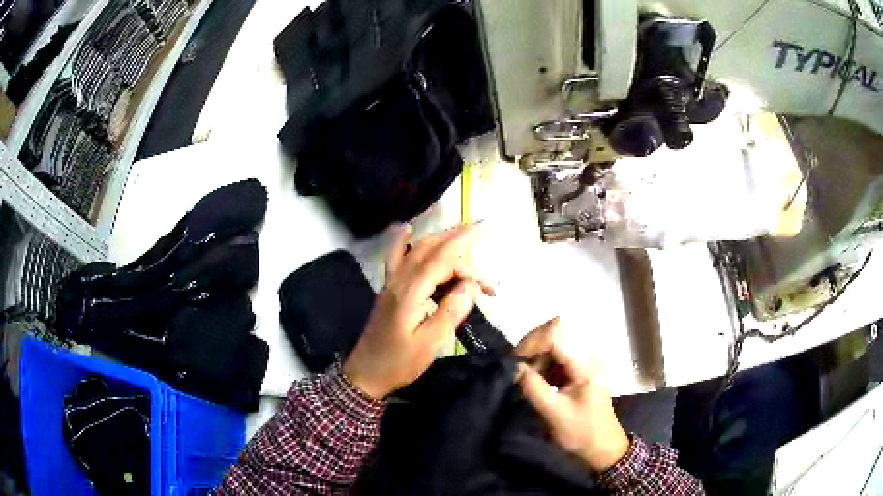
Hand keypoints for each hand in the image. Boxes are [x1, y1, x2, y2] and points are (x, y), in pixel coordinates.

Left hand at [344, 224, 493, 399]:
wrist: (365, 374)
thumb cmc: (398, 363)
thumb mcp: (430, 344)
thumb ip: (451, 311)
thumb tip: (472, 285)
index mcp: (411, 292)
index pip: (444, 261)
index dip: (469, 256)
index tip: (490, 263)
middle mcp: (399, 280)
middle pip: (430, 248)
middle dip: (457, 237)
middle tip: (483, 231)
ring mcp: (391, 283)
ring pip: (415, 249)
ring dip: (439, 237)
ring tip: (463, 232)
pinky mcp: (388, 290)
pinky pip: (394, 257)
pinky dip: (401, 241)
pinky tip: (405, 228)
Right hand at [515, 319, 630, 472]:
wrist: (603, 448)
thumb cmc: (581, 433)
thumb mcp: (554, 413)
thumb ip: (534, 388)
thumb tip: (514, 366)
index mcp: (584, 365)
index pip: (555, 334)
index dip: (532, 342)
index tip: (514, 362)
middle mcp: (585, 357)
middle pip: (553, 334)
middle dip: (531, 348)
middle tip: (515, 370)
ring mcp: (581, 364)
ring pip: (552, 346)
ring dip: (534, 358)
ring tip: (523, 379)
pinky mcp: (577, 372)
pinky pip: (555, 359)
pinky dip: (541, 366)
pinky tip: (533, 382)